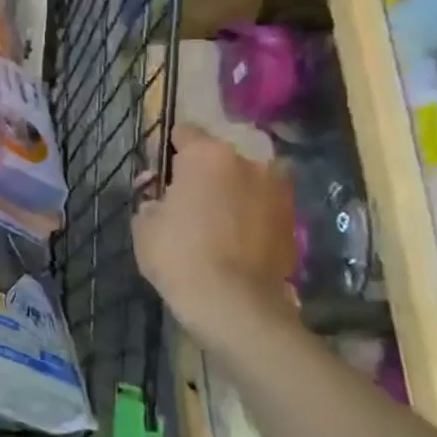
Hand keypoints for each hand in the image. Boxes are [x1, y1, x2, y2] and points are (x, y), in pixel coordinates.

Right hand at [134, 124, 297, 343]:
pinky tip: (234, 238)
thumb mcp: (143, 224)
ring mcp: (277, 190)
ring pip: (245, 180)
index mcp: (207, 155)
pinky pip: (262, 206)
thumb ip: (150, 199)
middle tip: (186, 200)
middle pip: (219, 157)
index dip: (167, 151)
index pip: (184, 133)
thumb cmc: (178, 255)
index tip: (159, 173)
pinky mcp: (293, 219)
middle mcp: (248, 162)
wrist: (234, 303)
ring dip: (231, 192)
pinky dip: (249, 214)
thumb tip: (160, 195)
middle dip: (203, 172)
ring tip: (214, 220)